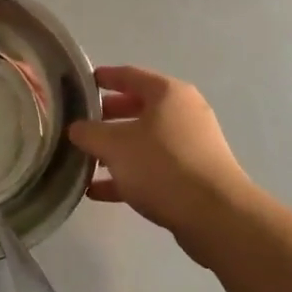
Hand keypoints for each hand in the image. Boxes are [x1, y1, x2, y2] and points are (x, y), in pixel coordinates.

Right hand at [68, 66, 253, 249]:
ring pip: (144, 141)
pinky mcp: (193, 176)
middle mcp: (183, 113)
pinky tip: (98, 191)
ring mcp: (190, 146)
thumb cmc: (162, 166)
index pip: (129, 75)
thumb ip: (89, 133)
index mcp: (168, 93)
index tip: (80, 83)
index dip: (103, 77)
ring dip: (115, 150)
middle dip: (106, 118)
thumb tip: (75, 128)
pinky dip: (127, 175)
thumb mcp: (115, 146)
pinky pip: (153, 168)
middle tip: (79, 125)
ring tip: (84, 161)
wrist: (216, 216)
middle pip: (137, 108)